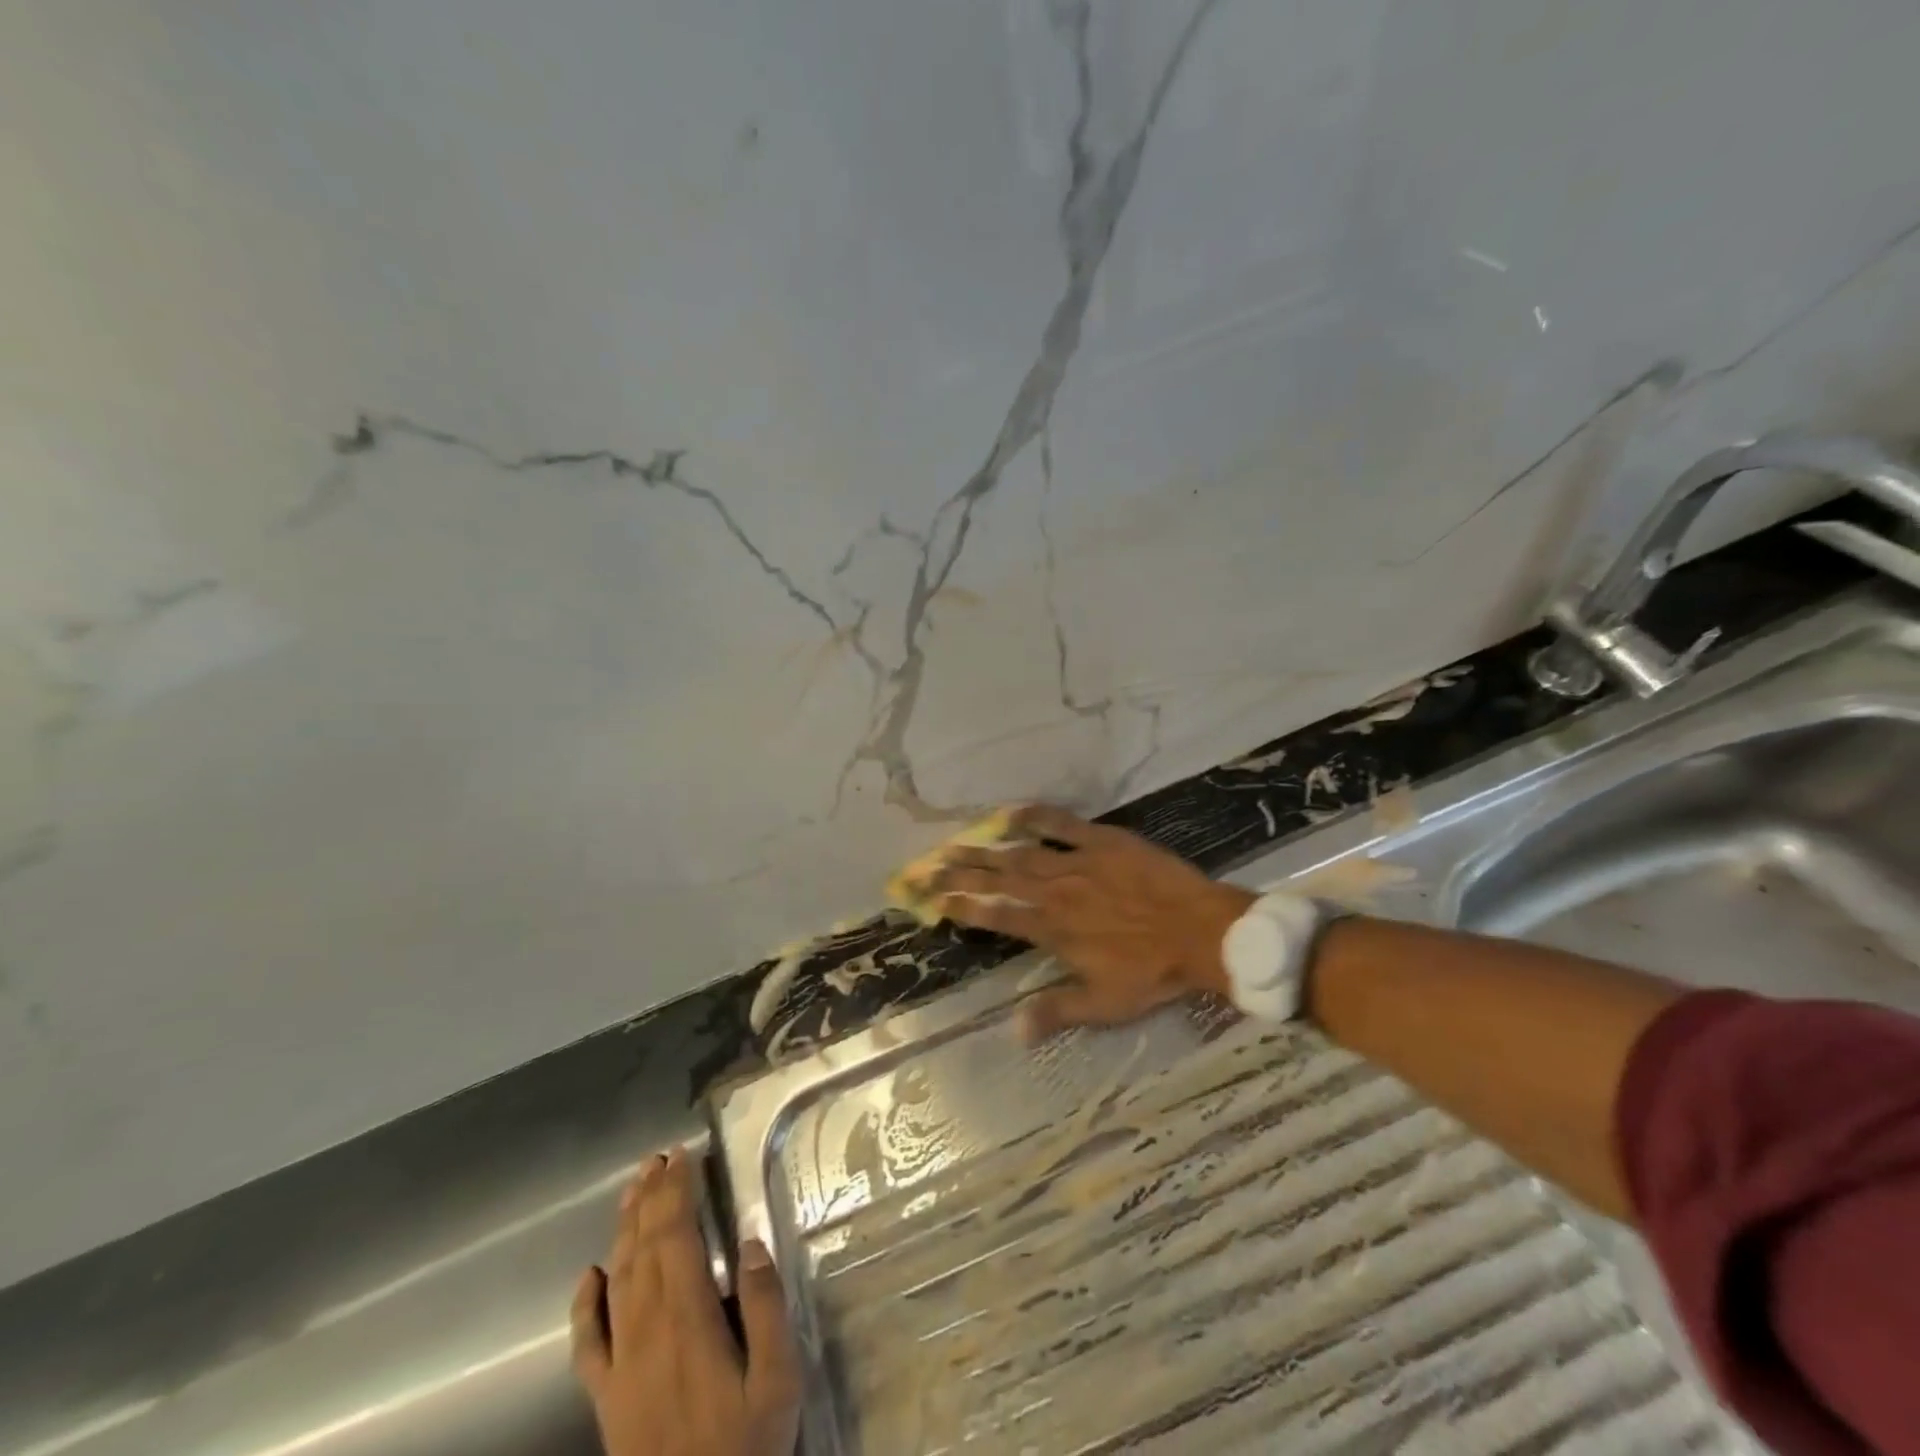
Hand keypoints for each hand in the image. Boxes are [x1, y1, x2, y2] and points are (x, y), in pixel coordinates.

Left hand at [570, 1148, 800, 1455]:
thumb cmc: (744, 1450)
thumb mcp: (777, 1380)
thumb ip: (764, 1307)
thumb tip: (750, 1242)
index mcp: (688, 1320)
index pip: (676, 1237)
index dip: (676, 1193)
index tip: (682, 1155)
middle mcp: (646, 1332)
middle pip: (644, 1248)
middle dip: (651, 1198)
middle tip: (657, 1158)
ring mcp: (620, 1366)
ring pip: (617, 1280)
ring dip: (624, 1229)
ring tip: (633, 1190)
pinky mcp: (605, 1399)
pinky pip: (587, 1343)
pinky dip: (585, 1304)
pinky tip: (590, 1274)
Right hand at [928, 805, 1255, 1039]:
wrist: (1203, 932)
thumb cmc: (1153, 972)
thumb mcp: (1104, 1004)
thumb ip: (1056, 1012)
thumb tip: (1012, 1030)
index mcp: (1051, 930)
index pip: (993, 915)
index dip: (959, 906)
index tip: (930, 899)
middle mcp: (1054, 893)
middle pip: (995, 879)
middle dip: (956, 873)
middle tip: (923, 866)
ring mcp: (1076, 862)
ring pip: (1018, 853)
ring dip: (982, 849)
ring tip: (951, 843)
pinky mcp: (1102, 841)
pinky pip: (1061, 824)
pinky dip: (1033, 816)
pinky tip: (1008, 812)